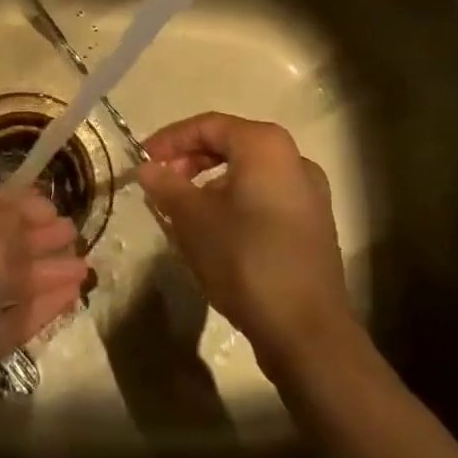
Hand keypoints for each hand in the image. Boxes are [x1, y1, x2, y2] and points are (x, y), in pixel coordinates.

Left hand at [0, 191, 88, 457]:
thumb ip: (7, 222)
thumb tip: (22, 209)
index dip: (19, 205)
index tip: (56, 207)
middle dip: (36, 238)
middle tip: (76, 234)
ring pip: (7, 283)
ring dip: (45, 272)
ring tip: (85, 268)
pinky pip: (11, 319)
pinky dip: (39, 306)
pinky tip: (71, 298)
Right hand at [138, 113, 363, 378]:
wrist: (307, 331)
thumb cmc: (245, 259)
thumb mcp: (192, 219)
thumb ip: (166, 185)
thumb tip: (147, 168)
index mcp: (265, 145)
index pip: (208, 126)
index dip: (170, 140)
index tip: (143, 160)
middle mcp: (293, 158)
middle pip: (231, 145)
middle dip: (190, 160)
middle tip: (162, 182)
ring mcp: (309, 192)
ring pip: (248, 173)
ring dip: (210, 183)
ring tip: (183, 209)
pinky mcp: (313, 224)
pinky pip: (265, 196)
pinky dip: (235, 201)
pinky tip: (215, 230)